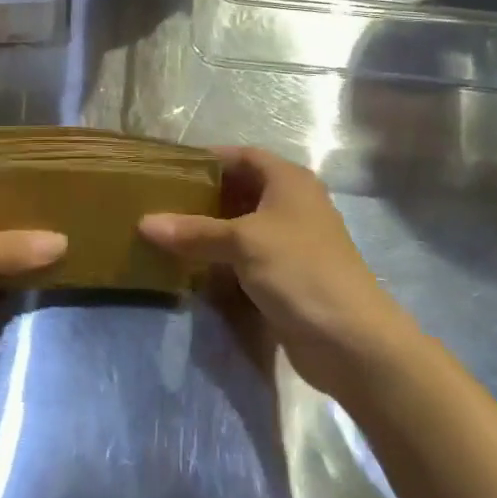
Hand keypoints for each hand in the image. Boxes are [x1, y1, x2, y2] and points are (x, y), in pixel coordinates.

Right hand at [139, 147, 414, 395]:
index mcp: (288, 180)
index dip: (208, 159)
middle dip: (204, 196)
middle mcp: (292, 204)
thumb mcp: (242, 242)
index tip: (170, 169)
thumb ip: (194, 231)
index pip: (242, 156)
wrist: (352, 341)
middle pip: (241, 190)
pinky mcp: (287, 276)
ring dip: (211, 230)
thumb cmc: (299, 270)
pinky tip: (193, 266)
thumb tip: (144, 223)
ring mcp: (291, 242)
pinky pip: (247, 258)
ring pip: (242, 226)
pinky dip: (223, 259)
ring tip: (169, 232)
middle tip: (162, 202)